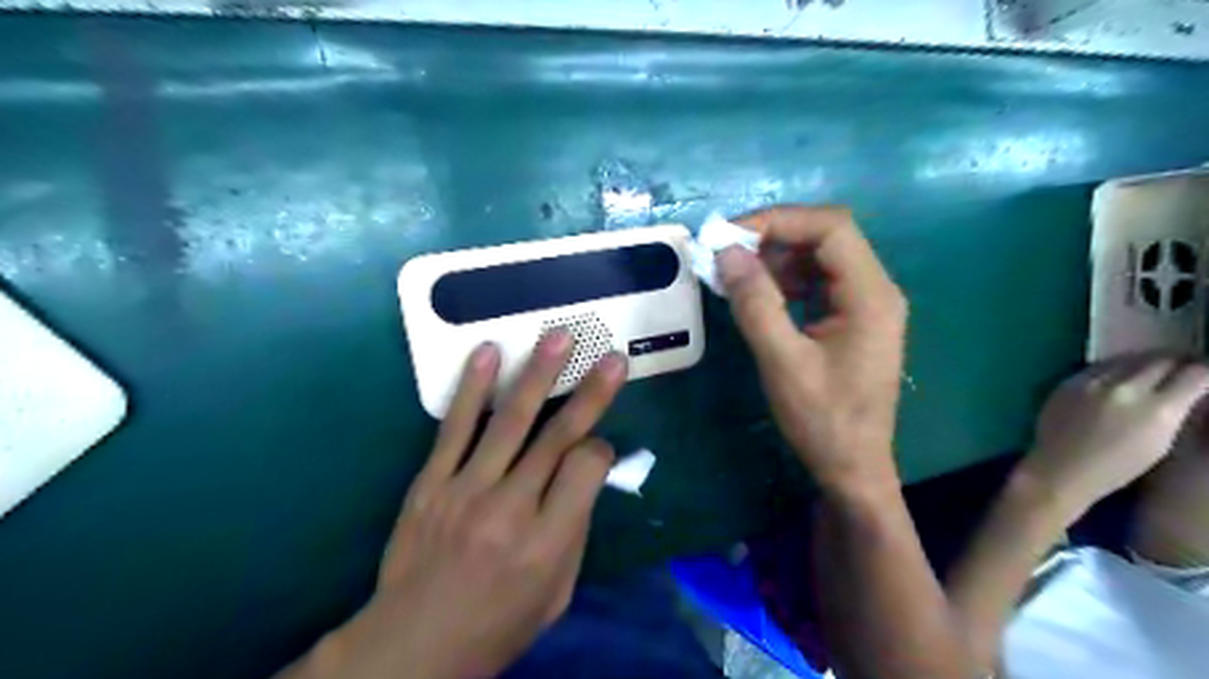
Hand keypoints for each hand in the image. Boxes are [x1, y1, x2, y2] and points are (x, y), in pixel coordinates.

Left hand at [285, 334, 627, 678]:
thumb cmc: (498, 625)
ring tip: (557, 336)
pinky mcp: (430, 482)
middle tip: (611, 358)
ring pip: (509, 420)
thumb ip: (575, 530)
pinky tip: (488, 353)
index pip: (587, 468)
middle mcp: (510, 508)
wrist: (413, 645)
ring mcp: (466, 489)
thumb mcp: (557, 595)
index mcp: (548, 541)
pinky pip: (454, 427)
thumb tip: (587, 476)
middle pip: (558, 437)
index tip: (600, 447)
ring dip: (537, 373)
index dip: (602, 450)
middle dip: (590, 393)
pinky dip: (473, 387)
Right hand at [717, 203, 905, 495]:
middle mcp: (875, 289)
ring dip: (777, 258)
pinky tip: (760, 296)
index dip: (779, 220)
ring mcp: (865, 304)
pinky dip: (785, 280)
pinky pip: (817, 282)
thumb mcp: (782, 361)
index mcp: (870, 295)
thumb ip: (755, 304)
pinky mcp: (851, 319)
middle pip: (827, 237)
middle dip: (775, 237)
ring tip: (738, 277)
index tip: (730, 236)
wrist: (852, 467)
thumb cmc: (822, 420)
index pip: (830, 228)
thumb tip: (726, 253)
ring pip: (819, 257)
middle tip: (728, 255)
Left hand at [1017, 358, 1208, 516]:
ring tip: (1155, 368)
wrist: (1060, 469)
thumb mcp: (1162, 443)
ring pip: (1129, 358)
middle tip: (1184, 367)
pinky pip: (1100, 365)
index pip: (1194, 374)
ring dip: (1146, 361)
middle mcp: (1124, 389)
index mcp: (1157, 410)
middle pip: (1161, 360)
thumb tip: (1190, 389)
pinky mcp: (1068, 381)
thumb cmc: (1117, 468)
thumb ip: (1176, 410)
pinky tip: (1122, 373)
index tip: (1207, 373)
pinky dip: (1117, 366)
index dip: (1206, 371)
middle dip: (1178, 362)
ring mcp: (1092, 382)